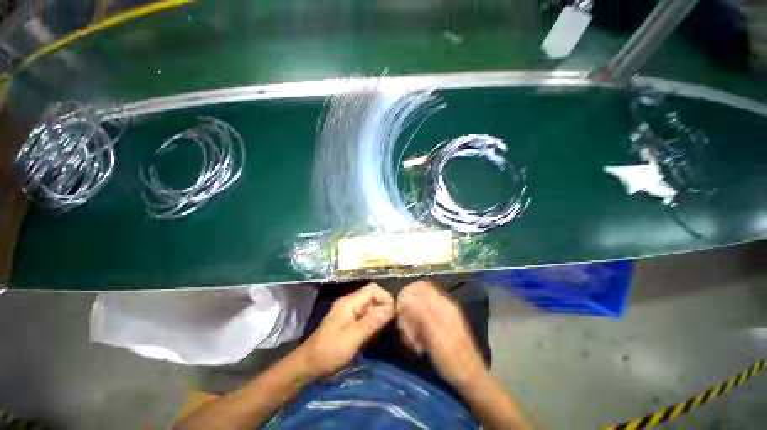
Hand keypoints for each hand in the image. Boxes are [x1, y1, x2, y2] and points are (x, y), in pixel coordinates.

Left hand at [298, 283, 394, 377]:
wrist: (308, 365)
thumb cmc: (329, 351)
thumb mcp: (353, 337)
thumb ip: (372, 322)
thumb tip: (391, 308)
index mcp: (350, 302)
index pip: (373, 288)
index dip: (385, 297)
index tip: (392, 314)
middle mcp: (350, 302)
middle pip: (372, 296)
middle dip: (383, 306)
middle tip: (390, 324)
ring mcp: (348, 311)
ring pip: (370, 306)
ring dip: (379, 314)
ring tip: (385, 328)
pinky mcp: (348, 320)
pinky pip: (365, 315)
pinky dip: (373, 321)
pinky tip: (376, 332)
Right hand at [396, 281, 487, 389]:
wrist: (470, 378)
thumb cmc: (453, 358)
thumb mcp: (435, 336)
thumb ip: (421, 313)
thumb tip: (406, 297)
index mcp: (442, 305)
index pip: (420, 287)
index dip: (407, 294)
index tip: (398, 310)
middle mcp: (441, 306)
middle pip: (416, 298)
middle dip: (407, 313)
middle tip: (405, 331)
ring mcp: (440, 316)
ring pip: (417, 310)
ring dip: (410, 324)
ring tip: (412, 342)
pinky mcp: (438, 326)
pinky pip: (421, 321)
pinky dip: (416, 331)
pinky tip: (417, 344)